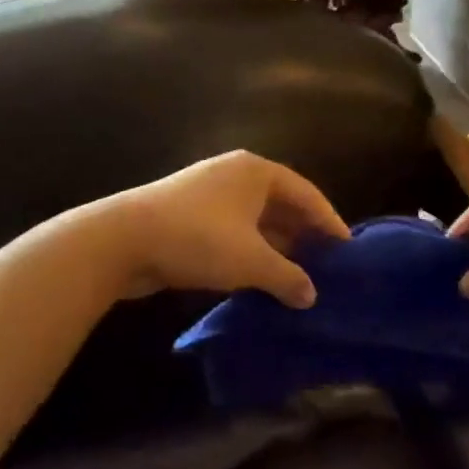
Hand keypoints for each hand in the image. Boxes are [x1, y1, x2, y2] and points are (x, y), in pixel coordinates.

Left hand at [97, 151, 349, 308]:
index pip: (307, 194)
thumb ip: (288, 277)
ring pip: (256, 221)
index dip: (329, 222)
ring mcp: (209, 194)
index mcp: (257, 171)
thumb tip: (312, 296)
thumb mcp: (251, 261)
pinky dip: (250, 253)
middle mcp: (236, 175)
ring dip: (276, 248)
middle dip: (303, 236)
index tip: (347, 251)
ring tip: (299, 279)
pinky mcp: (188, 216)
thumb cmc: (198, 239)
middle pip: (282, 205)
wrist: (121, 241)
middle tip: (327, 268)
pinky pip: (233, 233)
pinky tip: (260, 280)